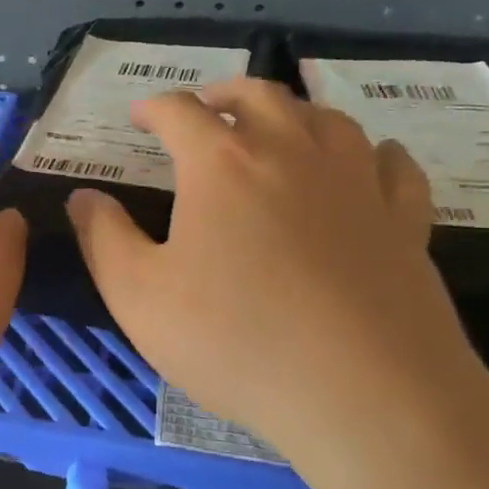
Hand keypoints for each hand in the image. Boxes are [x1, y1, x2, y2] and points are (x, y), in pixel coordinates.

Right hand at [65, 80, 486, 464]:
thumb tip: (83, 197)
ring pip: (326, 118)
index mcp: (221, 164)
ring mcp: (356, 182)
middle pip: (258, 95)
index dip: (153, 108)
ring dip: (292, 114)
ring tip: (275, 131)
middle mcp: (291, 152)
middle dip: (223, 93)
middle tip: (204, 108)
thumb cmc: (235, 340)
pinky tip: (367, 163)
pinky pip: (393, 165)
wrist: (365, 395)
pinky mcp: (405, 220)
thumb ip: (104, 238)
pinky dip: (372, 153)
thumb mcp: (138, 296)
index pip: (179, 112)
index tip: (137, 117)